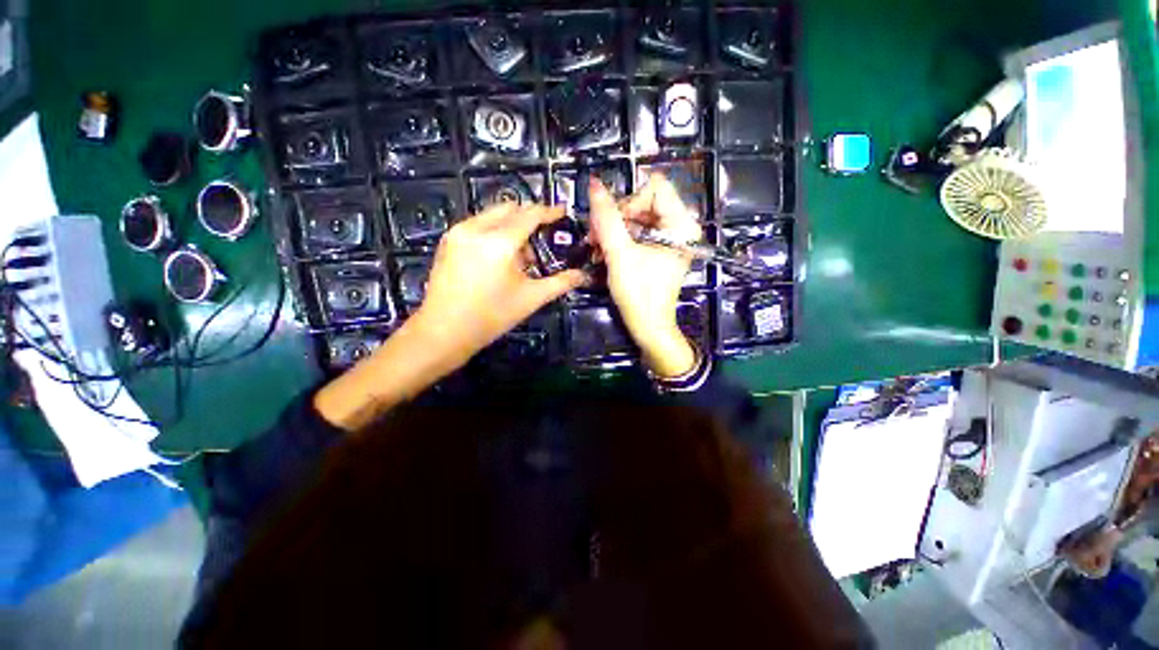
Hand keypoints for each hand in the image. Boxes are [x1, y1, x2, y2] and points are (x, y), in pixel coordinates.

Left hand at [411, 201, 587, 366]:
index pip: (530, 215)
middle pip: (510, 209)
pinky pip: (478, 225)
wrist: (443, 331)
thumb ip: (560, 283)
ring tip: (518, 259)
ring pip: (493, 216)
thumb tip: (583, 275)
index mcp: (499, 241)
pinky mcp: (448, 241)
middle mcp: (476, 228)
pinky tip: (497, 259)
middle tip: (539, 242)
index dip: (549, 211)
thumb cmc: (491, 316)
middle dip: (528, 219)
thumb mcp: (531, 299)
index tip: (562, 212)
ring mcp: (458, 232)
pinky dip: (493, 233)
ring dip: (510, 227)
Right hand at [588, 174, 700, 377]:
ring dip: (614, 229)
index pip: (654, 188)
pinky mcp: (661, 248)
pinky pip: (638, 230)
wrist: (648, 326)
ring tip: (597, 247)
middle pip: (644, 201)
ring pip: (637, 216)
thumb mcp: (619, 254)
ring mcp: (671, 237)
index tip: (613, 226)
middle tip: (596, 238)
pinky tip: (605, 251)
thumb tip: (594, 184)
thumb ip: (606, 218)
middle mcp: (680, 226)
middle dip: (617, 218)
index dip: (629, 202)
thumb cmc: (639, 294)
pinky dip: (620, 238)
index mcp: (681, 224)